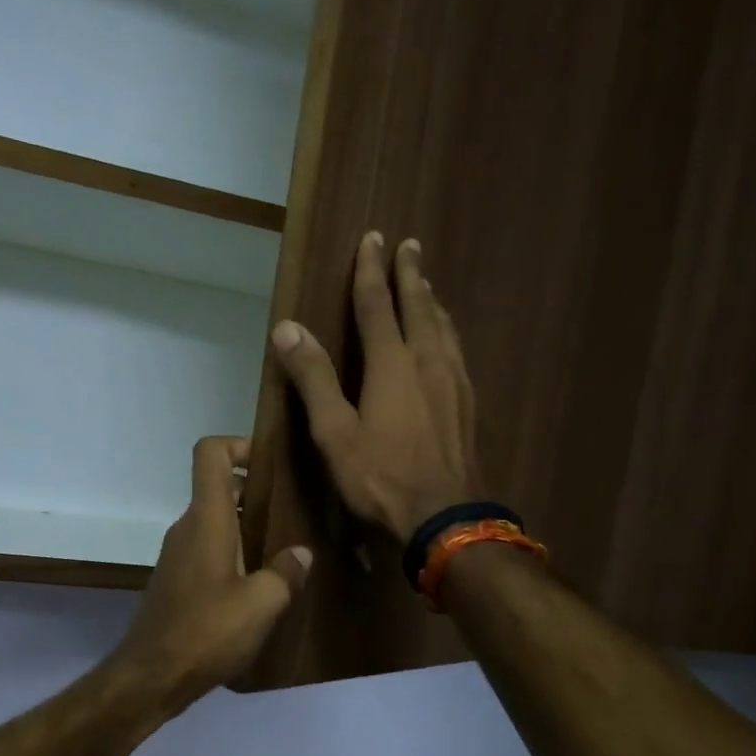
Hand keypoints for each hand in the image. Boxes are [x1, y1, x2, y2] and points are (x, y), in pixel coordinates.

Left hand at [108, 437, 312, 711]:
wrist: (151, 677)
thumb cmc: (207, 631)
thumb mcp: (262, 603)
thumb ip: (286, 572)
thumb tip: (300, 553)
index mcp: (206, 519)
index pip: (210, 454)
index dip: (239, 444)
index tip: (271, 465)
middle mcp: (187, 528)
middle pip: (219, 488)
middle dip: (256, 492)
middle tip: (294, 512)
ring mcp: (178, 555)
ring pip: (215, 523)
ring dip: (247, 528)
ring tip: (285, 551)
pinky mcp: (176, 582)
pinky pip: (208, 550)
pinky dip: (234, 554)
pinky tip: (259, 586)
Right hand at [269, 233, 481, 542]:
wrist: (445, 517)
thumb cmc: (382, 477)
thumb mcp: (335, 433)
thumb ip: (313, 378)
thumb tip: (287, 328)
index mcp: (392, 364)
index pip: (377, 304)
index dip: (371, 270)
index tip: (372, 238)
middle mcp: (428, 362)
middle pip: (418, 306)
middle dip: (410, 274)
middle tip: (408, 245)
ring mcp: (454, 382)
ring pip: (443, 327)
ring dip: (431, 300)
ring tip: (426, 285)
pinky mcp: (467, 404)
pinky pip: (456, 351)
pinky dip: (446, 331)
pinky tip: (446, 341)